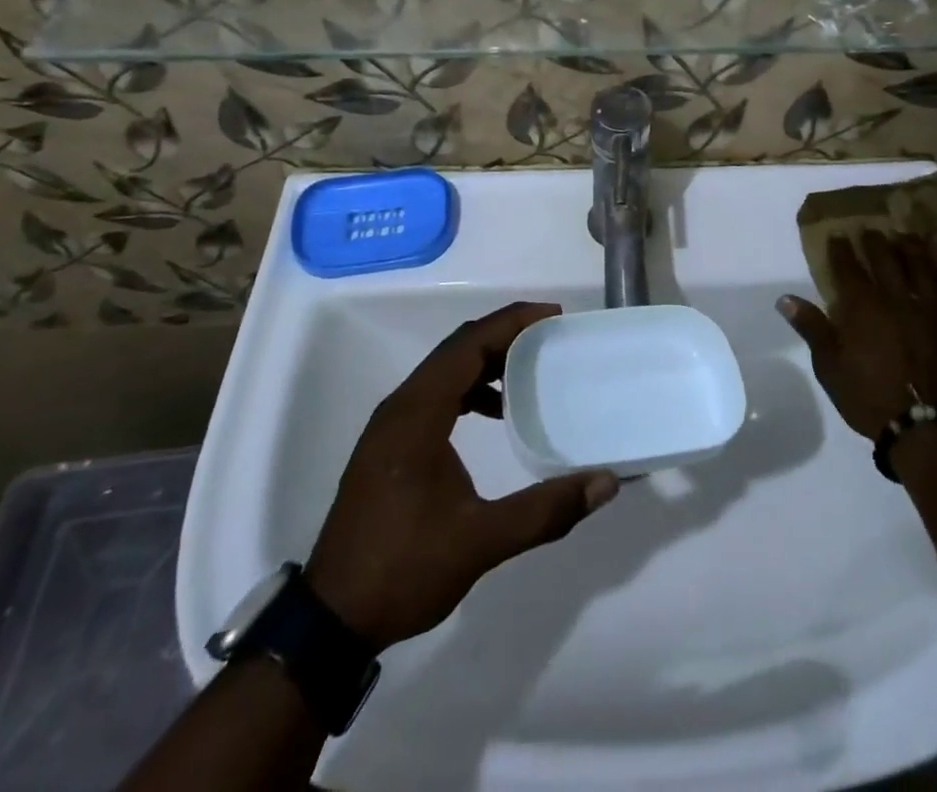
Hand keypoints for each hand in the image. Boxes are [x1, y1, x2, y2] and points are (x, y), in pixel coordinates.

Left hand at [304, 303, 619, 651]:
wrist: (331, 619)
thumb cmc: (403, 569)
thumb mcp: (480, 542)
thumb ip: (544, 511)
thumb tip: (604, 484)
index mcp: (417, 414)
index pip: (469, 344)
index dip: (512, 322)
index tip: (553, 316)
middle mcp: (401, 406)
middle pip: (457, 348)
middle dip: (504, 334)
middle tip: (550, 336)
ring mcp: (391, 425)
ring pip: (444, 370)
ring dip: (485, 360)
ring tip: (529, 370)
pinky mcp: (390, 444)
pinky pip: (434, 394)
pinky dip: (467, 387)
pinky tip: (493, 412)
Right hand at [778, 231, 936, 440]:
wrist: (929, 429)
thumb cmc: (870, 398)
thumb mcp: (830, 367)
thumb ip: (811, 328)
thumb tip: (784, 298)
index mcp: (862, 307)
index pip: (848, 267)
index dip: (841, 249)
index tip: (837, 235)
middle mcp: (896, 298)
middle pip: (885, 258)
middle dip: (874, 241)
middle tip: (869, 230)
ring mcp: (930, 308)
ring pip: (920, 266)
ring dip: (909, 248)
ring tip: (904, 236)